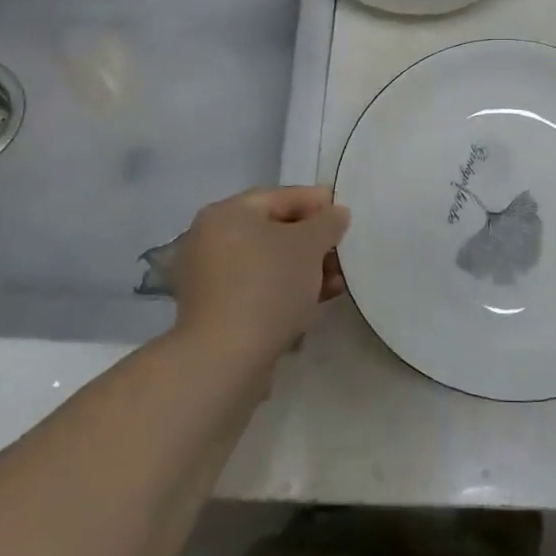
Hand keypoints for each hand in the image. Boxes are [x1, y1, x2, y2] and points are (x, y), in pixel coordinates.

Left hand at [170, 185, 349, 369]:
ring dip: (304, 270)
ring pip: (268, 263)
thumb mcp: (309, 245)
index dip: (316, 203)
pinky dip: (285, 291)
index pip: (280, 197)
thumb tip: (335, 213)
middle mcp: (211, 239)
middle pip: (273, 231)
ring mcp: (209, 278)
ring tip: (336, 283)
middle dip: (313, 242)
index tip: (345, 215)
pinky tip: (313, 304)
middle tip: (343, 252)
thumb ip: (328, 222)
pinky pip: (258, 289)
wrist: (226, 359)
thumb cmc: (268, 286)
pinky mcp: (215, 312)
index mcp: (226, 213)